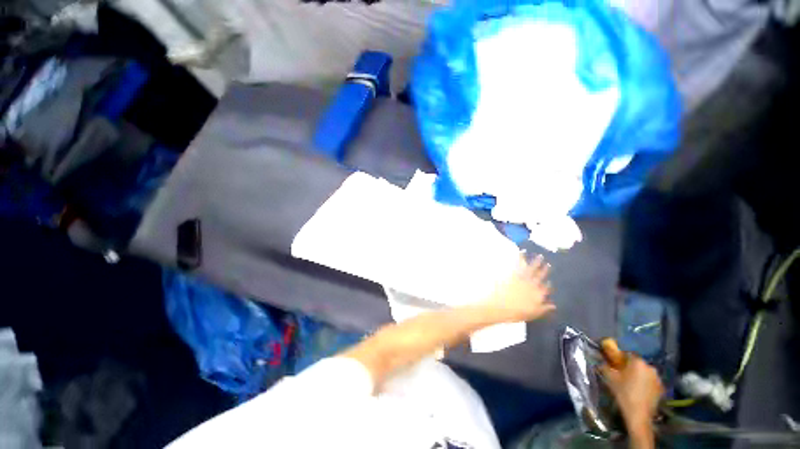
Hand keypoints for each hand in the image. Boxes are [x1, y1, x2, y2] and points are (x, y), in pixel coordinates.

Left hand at [483, 253, 554, 322]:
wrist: (501, 305)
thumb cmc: (515, 312)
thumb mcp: (532, 314)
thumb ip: (543, 309)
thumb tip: (553, 305)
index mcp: (538, 295)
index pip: (546, 289)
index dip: (548, 285)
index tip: (550, 281)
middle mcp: (533, 285)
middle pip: (540, 276)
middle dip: (545, 269)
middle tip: (548, 263)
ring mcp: (523, 278)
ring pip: (532, 268)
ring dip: (536, 261)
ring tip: (540, 255)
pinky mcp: (513, 273)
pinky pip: (519, 263)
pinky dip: (521, 257)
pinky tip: (522, 252)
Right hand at [599, 355, 663, 433]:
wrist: (639, 414)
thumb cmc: (624, 393)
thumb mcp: (610, 378)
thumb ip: (604, 366)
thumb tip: (600, 361)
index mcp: (638, 362)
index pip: (627, 354)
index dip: (619, 358)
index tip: (613, 364)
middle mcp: (650, 367)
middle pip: (637, 363)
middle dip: (629, 367)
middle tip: (621, 375)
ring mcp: (657, 378)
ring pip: (644, 372)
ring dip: (638, 375)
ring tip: (630, 384)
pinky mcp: (661, 388)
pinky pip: (650, 381)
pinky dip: (644, 383)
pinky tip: (638, 391)